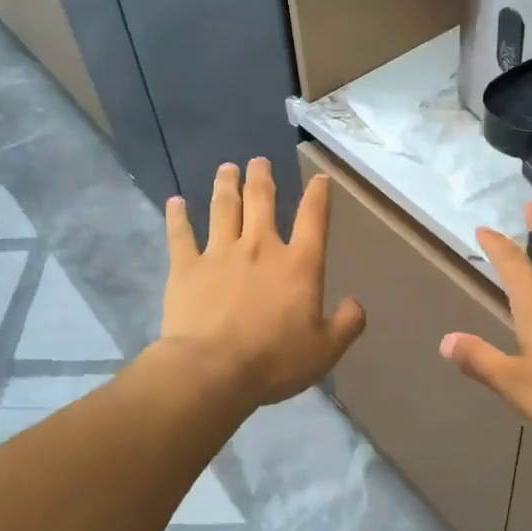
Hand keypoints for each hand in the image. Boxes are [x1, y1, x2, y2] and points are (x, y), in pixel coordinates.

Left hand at [159, 160, 365, 407]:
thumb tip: (356, 304)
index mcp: (298, 265)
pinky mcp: (186, 267)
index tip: (319, 179)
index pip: (313, 220)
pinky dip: (177, 216)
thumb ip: (347, 324)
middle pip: (261, 201)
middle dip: (261, 177)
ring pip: (223, 208)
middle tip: (258, 161)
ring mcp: (220, 253)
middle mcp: (260, 248)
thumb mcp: (326, 350)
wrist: (213, 369)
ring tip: (226, 169)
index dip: (318, 196)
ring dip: (226, 185)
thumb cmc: (274, 361)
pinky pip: (180, 234)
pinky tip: (175, 202)